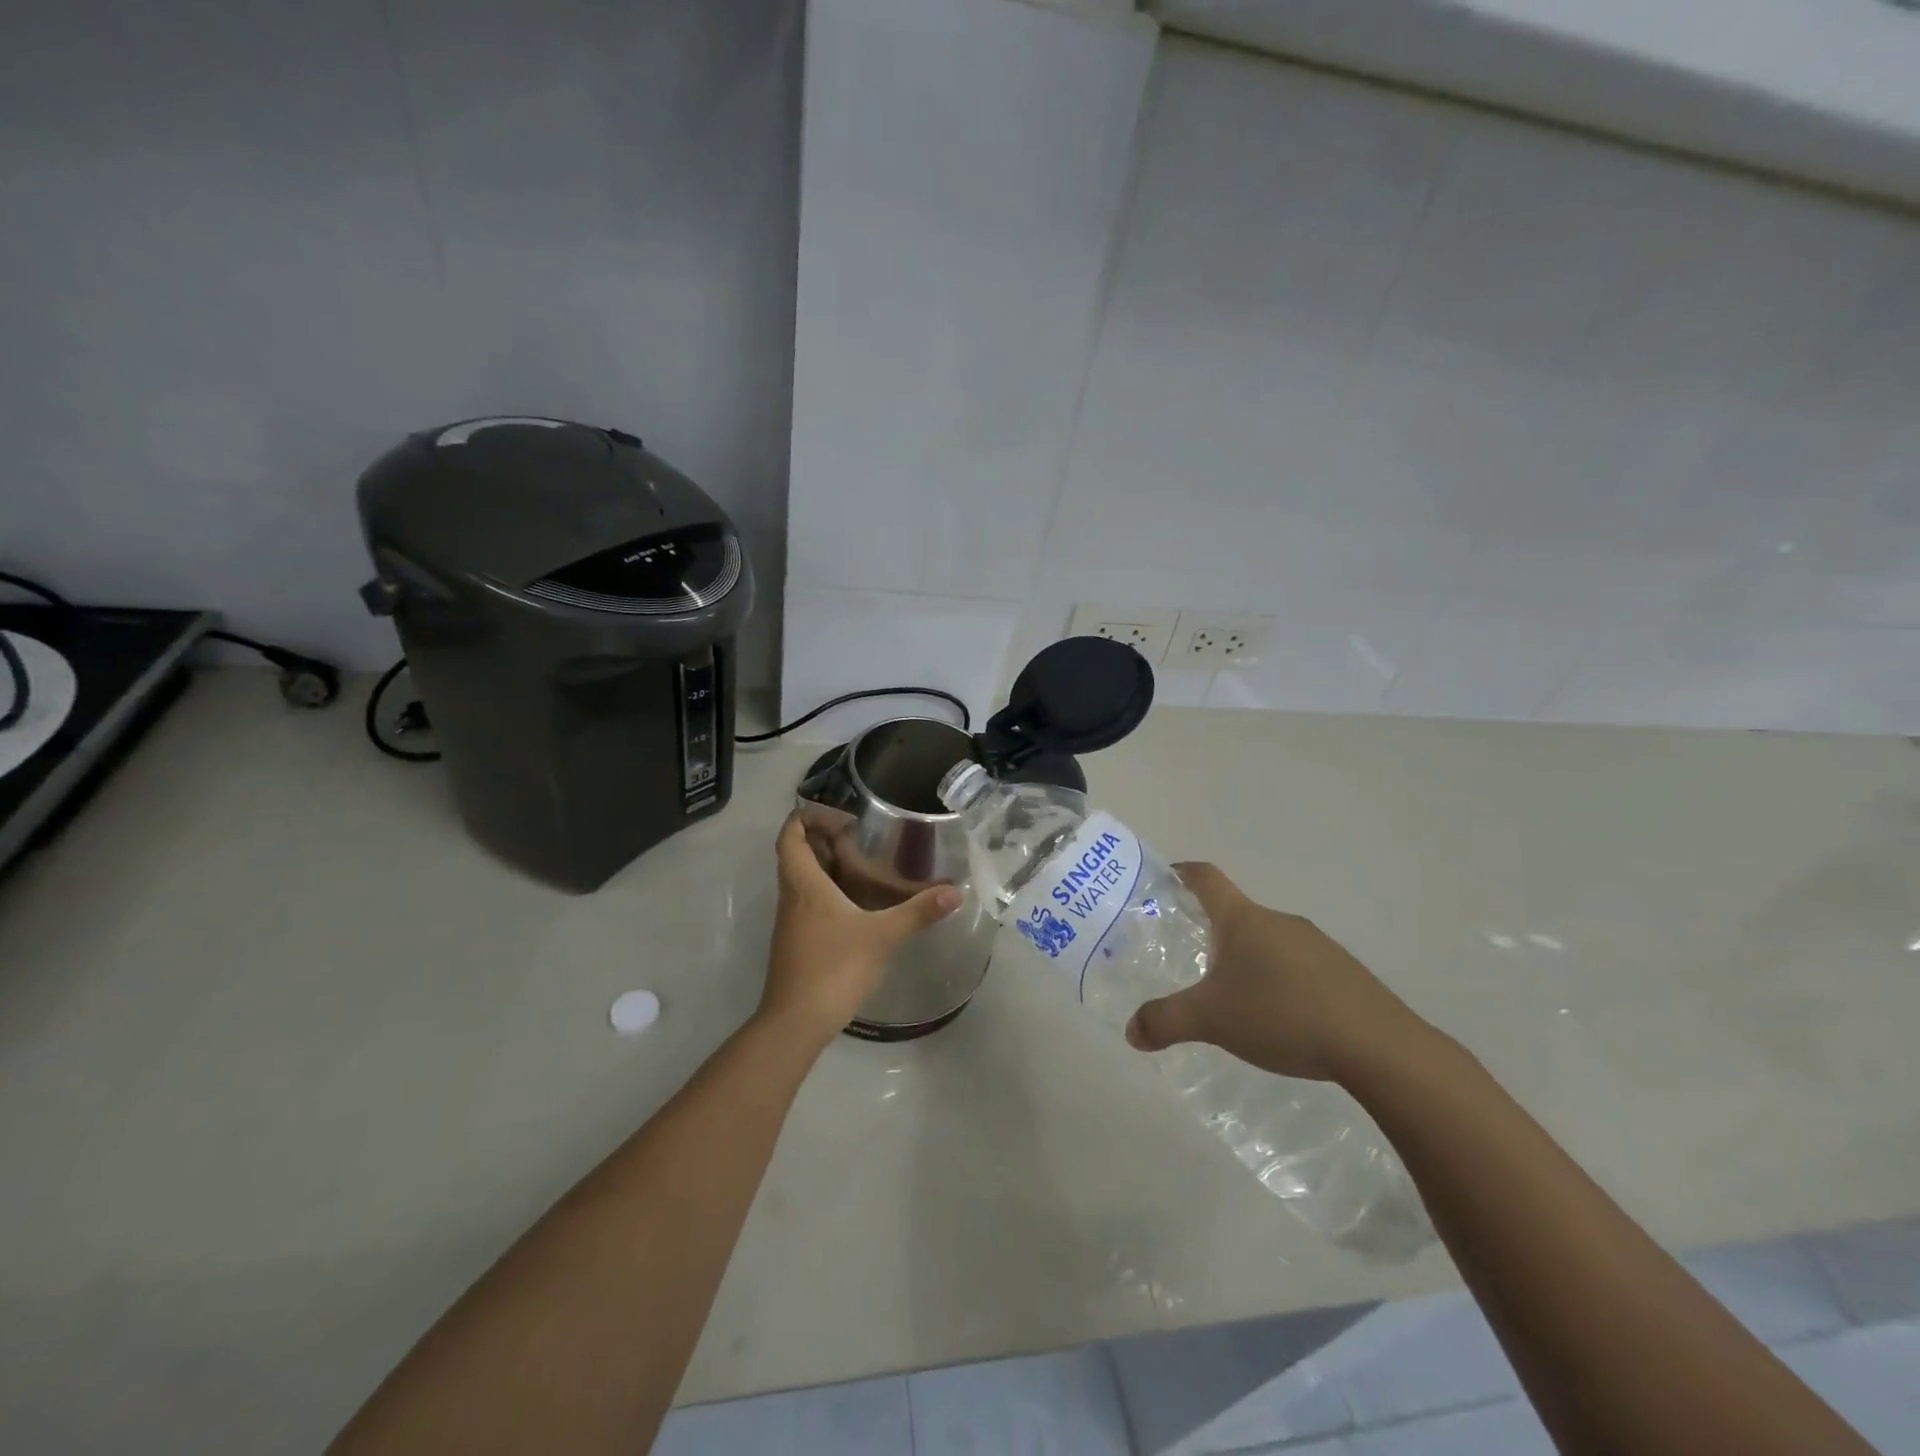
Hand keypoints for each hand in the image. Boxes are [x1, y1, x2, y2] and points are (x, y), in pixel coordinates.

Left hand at [761, 811, 961, 1046]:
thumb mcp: (882, 936)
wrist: (796, 1023)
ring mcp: (791, 921)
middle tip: (860, 836)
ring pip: (802, 879)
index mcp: (804, 884)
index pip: (790, 834)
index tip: (842, 817)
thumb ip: (918, 912)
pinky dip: (829, 891)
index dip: (808, 816)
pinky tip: (859, 904)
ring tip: (866, 865)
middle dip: (823, 837)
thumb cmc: (833, 968)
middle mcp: (792, 896)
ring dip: (827, 866)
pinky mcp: (797, 941)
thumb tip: (955, 892)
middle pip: (796, 853)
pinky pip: (809, 902)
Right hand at [1125, 862, 1432, 1083]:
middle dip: (1210, 930)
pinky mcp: (1344, 973)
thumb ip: (1166, 1022)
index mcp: (1243, 919)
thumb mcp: (1212, 1020)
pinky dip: (1279, 980)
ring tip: (1233, 996)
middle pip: (1235, 913)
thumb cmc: (1282, 1014)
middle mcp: (1279, 921)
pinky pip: (1298, 965)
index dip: (1182, 872)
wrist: (1378, 1047)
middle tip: (1189, 957)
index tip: (1163, 879)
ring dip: (1247, 959)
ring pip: (1268, 941)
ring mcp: (1317, 944)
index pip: (1206, 877)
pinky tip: (1279, 1017)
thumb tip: (1131, 1032)